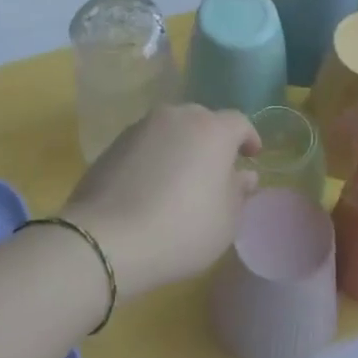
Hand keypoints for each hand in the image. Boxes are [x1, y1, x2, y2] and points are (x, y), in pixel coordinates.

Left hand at [62, 103, 259, 298]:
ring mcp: (140, 128)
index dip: (249, 138)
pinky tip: (151, 186)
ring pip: (171, 130)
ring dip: (181, 147)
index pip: (239, 123)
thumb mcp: (226, 221)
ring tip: (181, 179)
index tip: (252, 156)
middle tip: (216, 170)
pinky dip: (154, 158)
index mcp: (212, 129)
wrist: (105, 240)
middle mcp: (176, 117)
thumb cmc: (181, 229)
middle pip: (203, 121)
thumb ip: (238, 192)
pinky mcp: (112, 145)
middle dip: (213, 140)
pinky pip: (145, 145)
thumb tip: (243, 176)